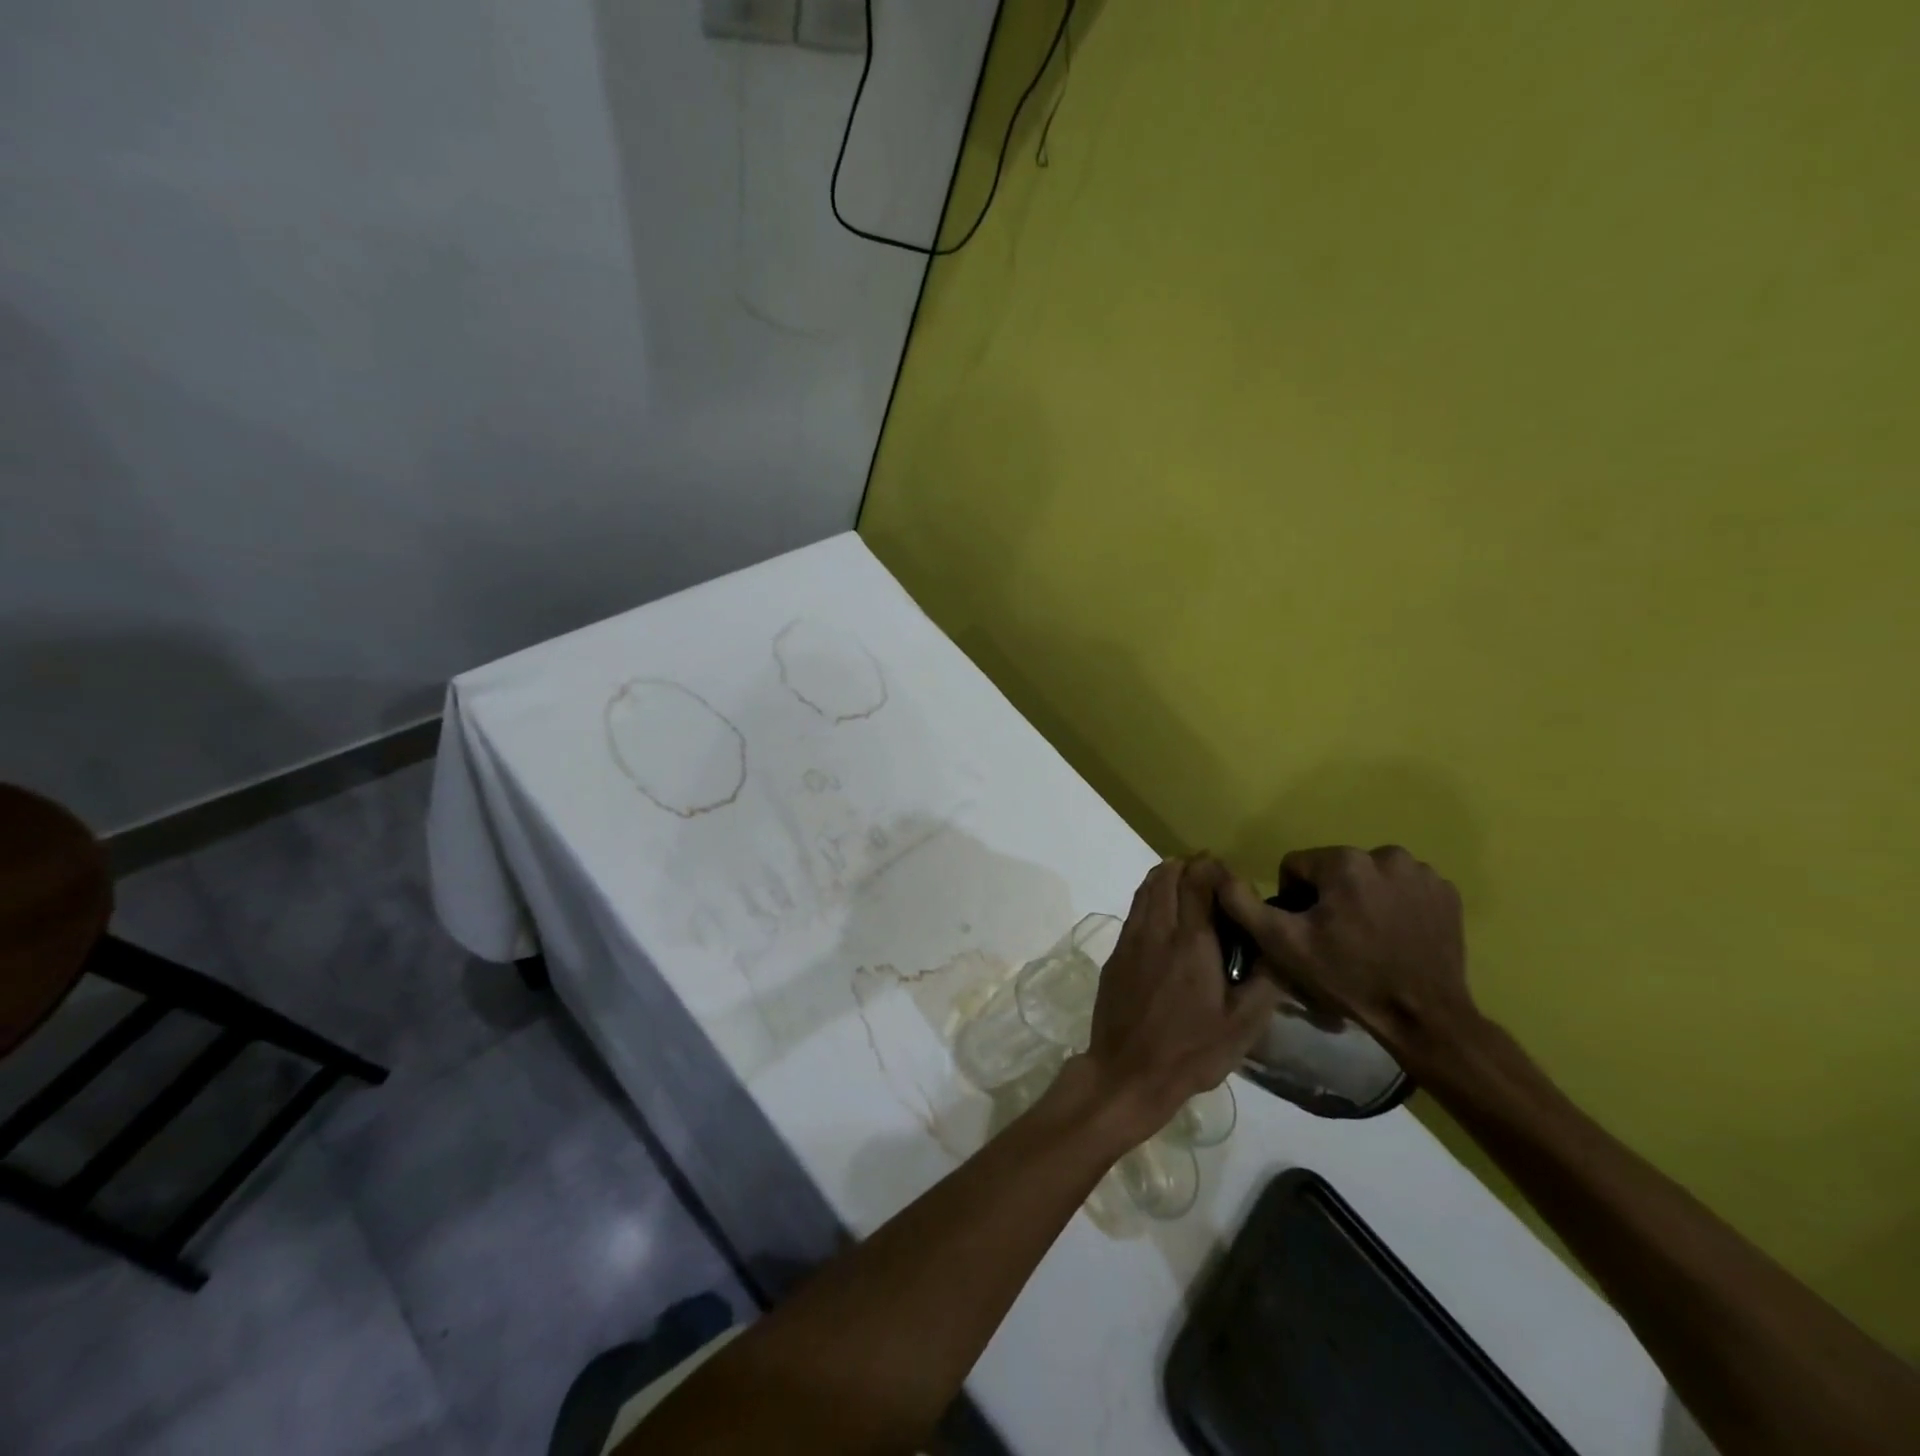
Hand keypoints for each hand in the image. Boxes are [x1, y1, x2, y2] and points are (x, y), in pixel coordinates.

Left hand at [1079, 856, 1280, 1141]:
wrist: (1127, 1072)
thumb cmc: (1191, 1052)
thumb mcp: (1243, 1025)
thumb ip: (1265, 980)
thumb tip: (1278, 945)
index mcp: (1191, 941)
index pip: (1197, 878)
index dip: (1214, 868)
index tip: (1232, 881)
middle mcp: (1157, 929)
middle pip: (1167, 873)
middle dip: (1191, 867)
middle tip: (1213, 885)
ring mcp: (1130, 938)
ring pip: (1146, 887)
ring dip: (1168, 879)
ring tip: (1191, 895)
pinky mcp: (1115, 952)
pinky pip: (1135, 909)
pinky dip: (1152, 899)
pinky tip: (1168, 923)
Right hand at [1216, 845, 1476, 1069]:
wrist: (1424, 1017)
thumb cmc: (1348, 978)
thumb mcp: (1283, 945)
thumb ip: (1244, 905)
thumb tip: (1218, 875)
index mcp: (1344, 861)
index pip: (1297, 866)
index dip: (1294, 899)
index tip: (1308, 931)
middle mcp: (1385, 854)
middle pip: (1335, 869)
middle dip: (1330, 897)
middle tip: (1337, 938)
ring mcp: (1422, 872)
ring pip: (1370, 875)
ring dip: (1363, 897)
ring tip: (1368, 937)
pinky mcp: (1447, 892)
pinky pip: (1404, 887)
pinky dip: (1396, 904)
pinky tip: (1397, 935)